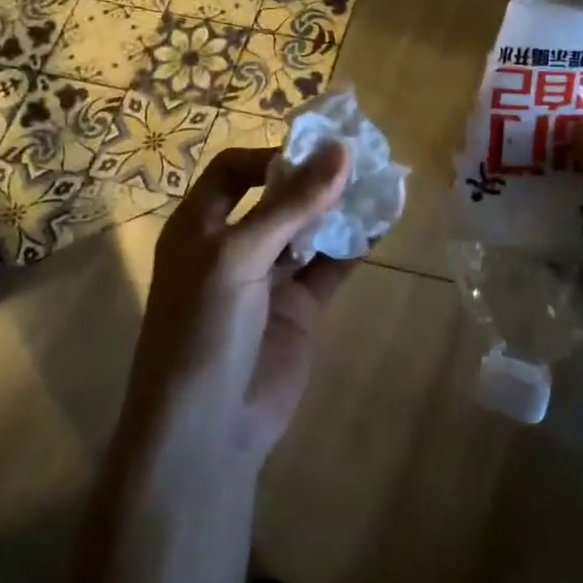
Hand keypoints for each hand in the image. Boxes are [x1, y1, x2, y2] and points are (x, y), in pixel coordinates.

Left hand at [118, 144, 354, 470]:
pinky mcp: (299, 308)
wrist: (208, 431)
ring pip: (308, 230)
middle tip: (363, 159)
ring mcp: (268, 278)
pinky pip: (330, 267)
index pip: (233, 171)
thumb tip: (342, 151)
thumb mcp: (239, 257)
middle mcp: (233, 246)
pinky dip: (354, 247)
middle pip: (277, 197)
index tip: (317, 152)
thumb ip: (292, 205)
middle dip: (315, 179)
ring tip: (380, 184)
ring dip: (340, 210)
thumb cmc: (204, 329)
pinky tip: (382, 226)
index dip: (272, 157)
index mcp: (200, 226)